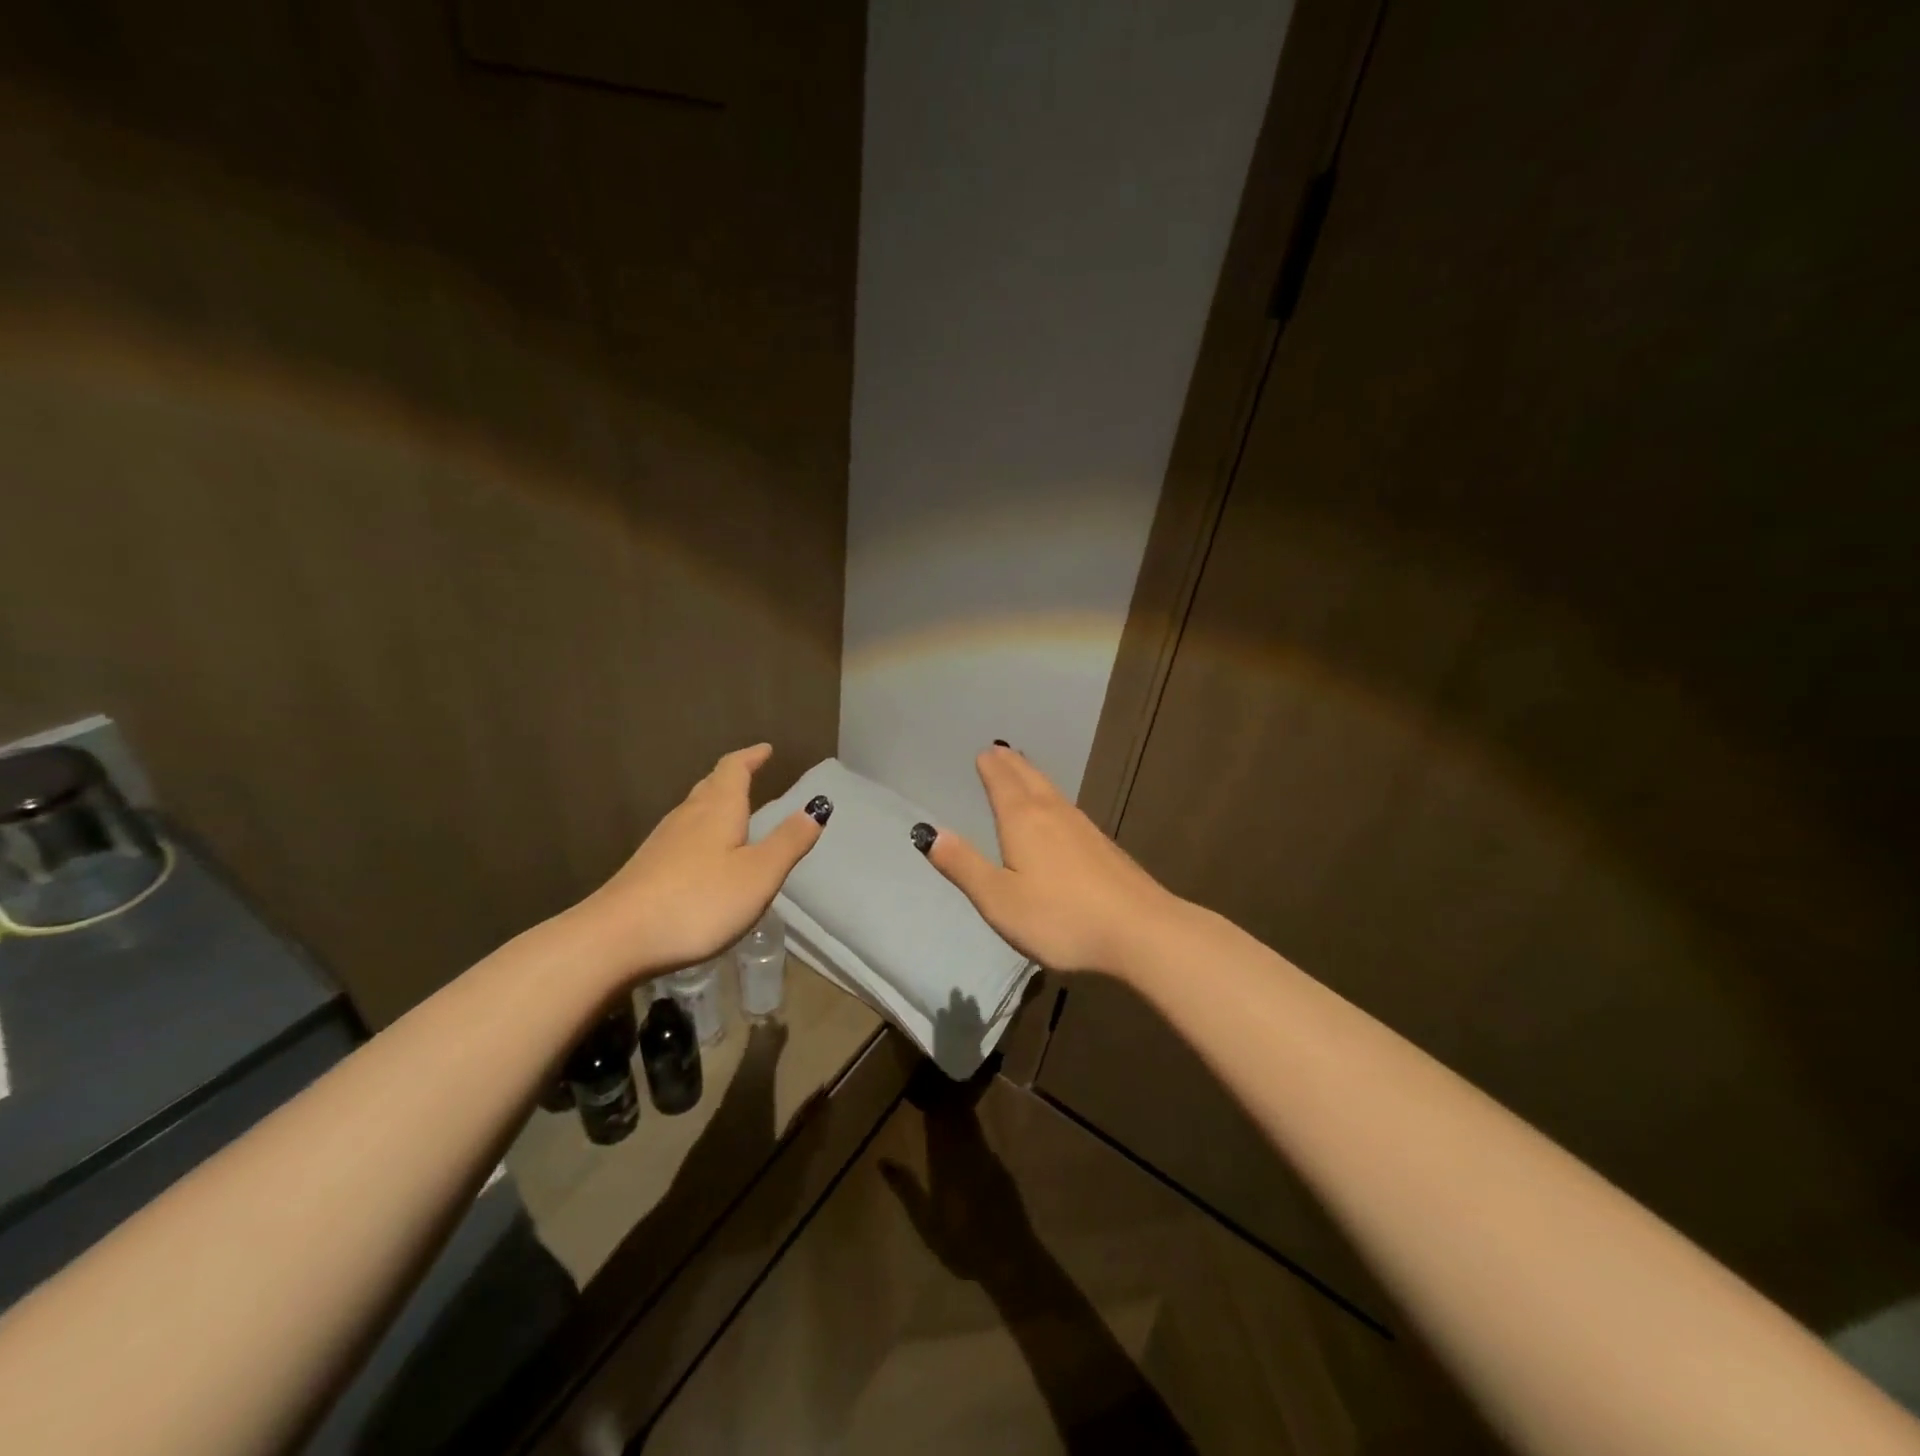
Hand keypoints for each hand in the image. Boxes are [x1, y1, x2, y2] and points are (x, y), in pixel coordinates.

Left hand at [577, 743, 826, 982]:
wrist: (616, 938)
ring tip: (732, 808)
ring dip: (715, 802)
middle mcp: (688, 817)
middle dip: (733, 776)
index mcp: (718, 810)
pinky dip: (700, 831)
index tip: (766, 749)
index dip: (751, 757)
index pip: (734, 769)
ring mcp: (662, 842)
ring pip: (693, 810)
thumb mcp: (758, 874)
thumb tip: (818, 806)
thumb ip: (789, 841)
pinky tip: (703, 853)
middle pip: (710, 785)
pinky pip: (682, 836)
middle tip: (751, 772)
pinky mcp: (647, 868)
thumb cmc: (699, 901)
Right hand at [880, 1090, 1033, 1285]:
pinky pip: (982, 1136)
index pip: (936, 1121)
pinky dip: (972, 1126)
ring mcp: (987, 1156)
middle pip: (956, 1115)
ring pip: (971, 1122)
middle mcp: (967, 1150)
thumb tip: (882, 1160)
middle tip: (936, 1081)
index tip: (923, 1083)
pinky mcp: (1000, 1166)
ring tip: (949, 1097)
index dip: (930, 1102)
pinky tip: (968, 1130)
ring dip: (960, 1107)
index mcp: (945, 1161)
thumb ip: (906, 1188)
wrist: (1008, 1256)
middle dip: (946, 1097)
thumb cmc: (960, 1242)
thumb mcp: (925, 1221)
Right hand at [919, 745, 1180, 975]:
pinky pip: (1068, 809)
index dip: (991, 767)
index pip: (1002, 783)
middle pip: (1029, 779)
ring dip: (1034, 776)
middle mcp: (1053, 814)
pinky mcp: (1103, 847)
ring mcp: (1083, 829)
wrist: (1139, 931)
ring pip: (1052, 792)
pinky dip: (1054, 798)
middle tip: (1000, 750)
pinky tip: (1060, 813)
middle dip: (1012, 764)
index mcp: (1023, 821)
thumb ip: (964, 866)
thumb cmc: (1060, 917)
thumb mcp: (999, 899)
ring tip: (1024, 769)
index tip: (984, 752)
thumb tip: (930, 832)